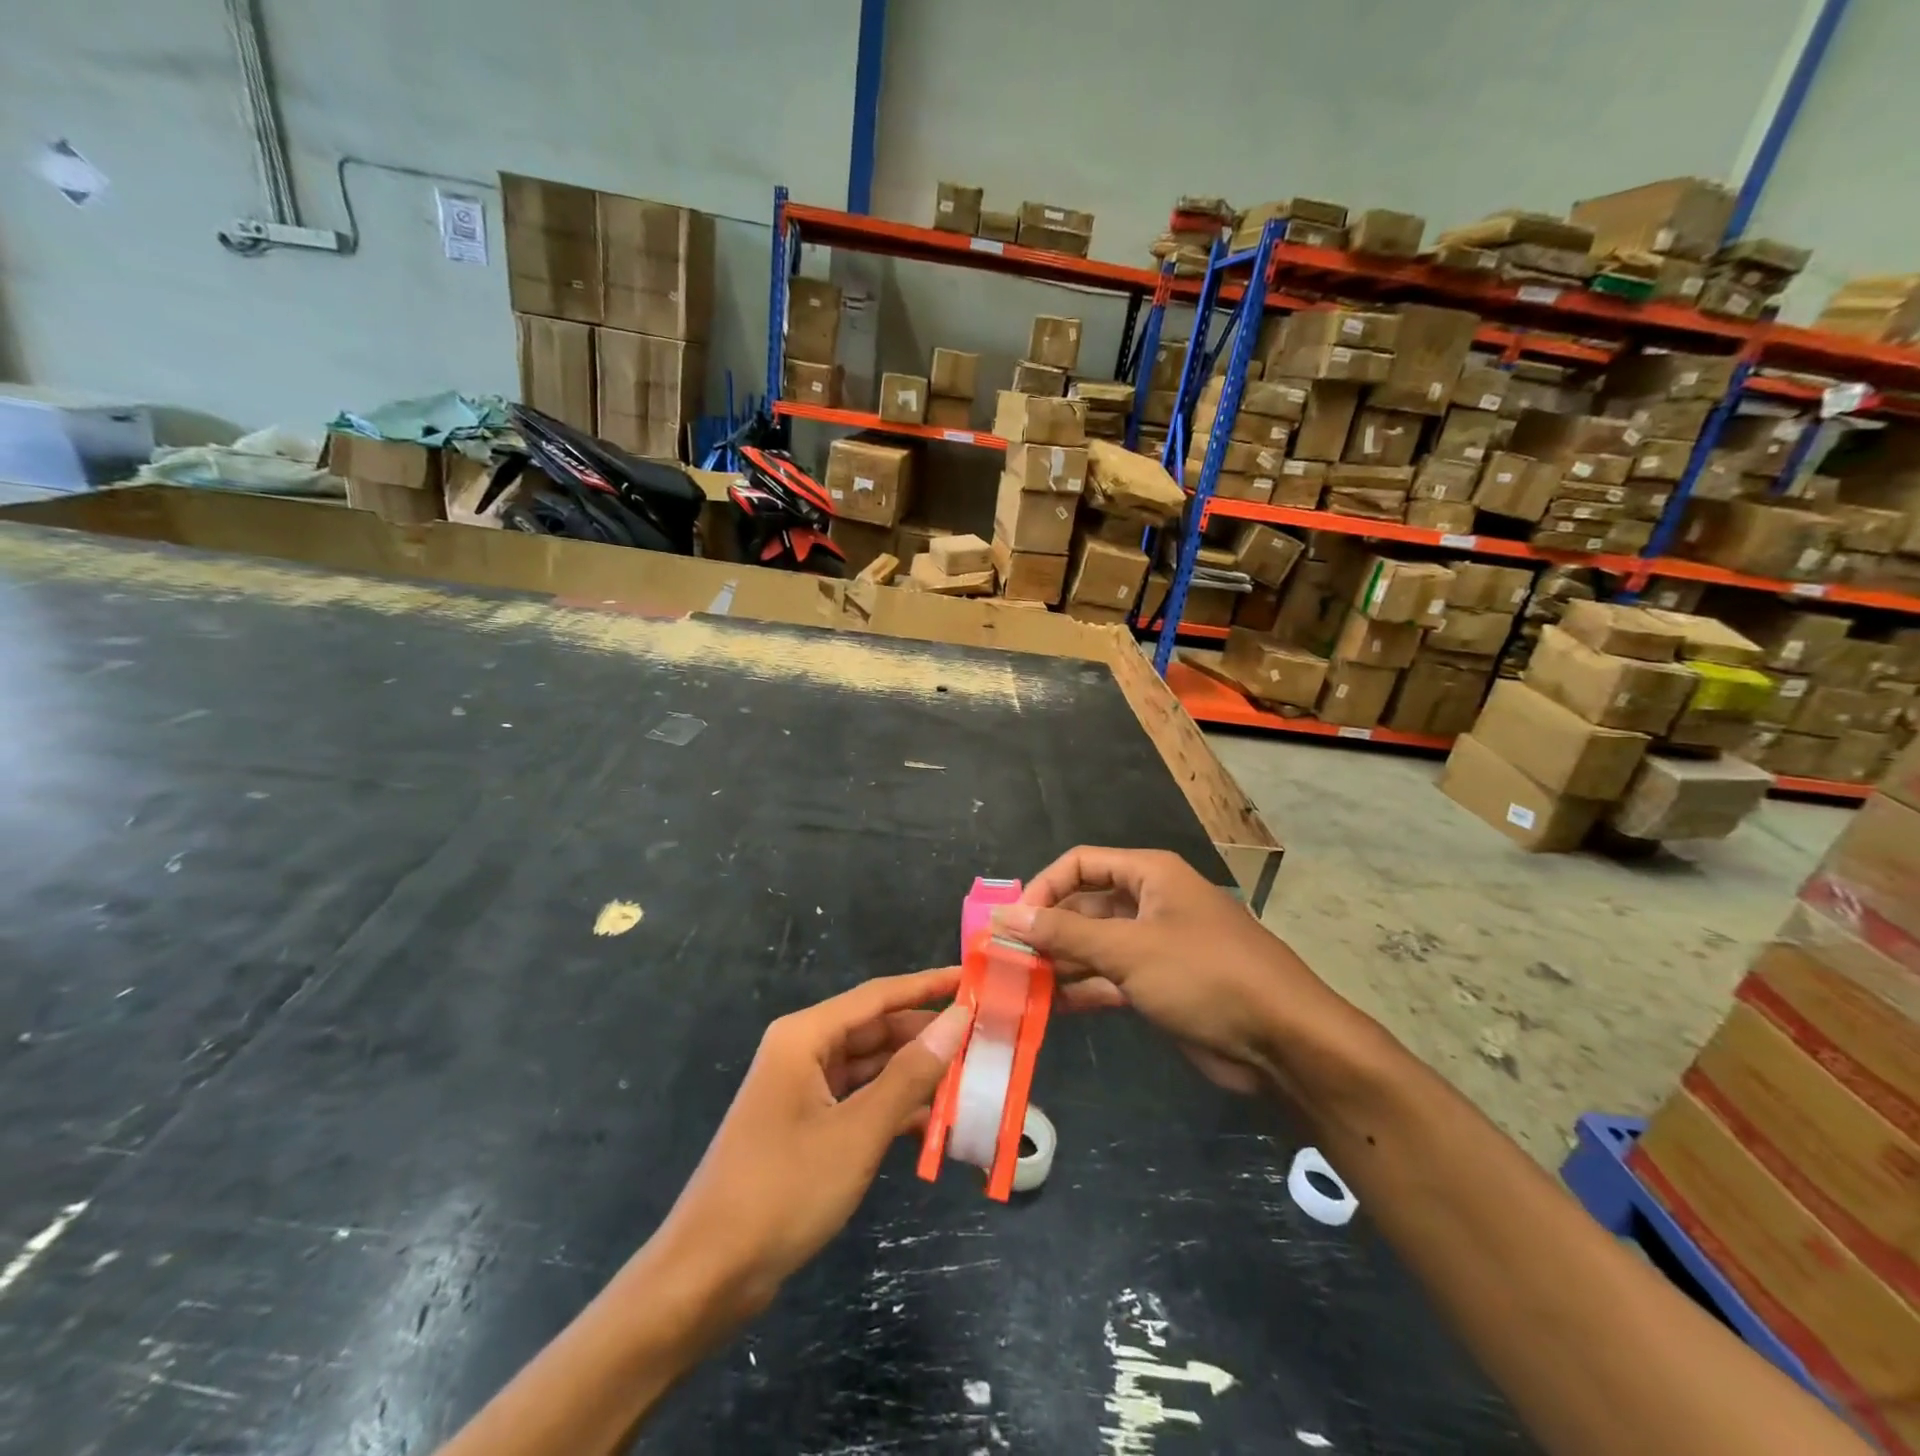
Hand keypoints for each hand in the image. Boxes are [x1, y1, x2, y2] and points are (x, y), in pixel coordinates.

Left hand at [651, 968, 971, 1334]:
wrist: (707, 1276)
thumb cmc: (782, 1190)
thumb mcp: (857, 1132)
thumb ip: (910, 1075)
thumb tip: (957, 1020)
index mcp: (805, 1036)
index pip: (878, 996)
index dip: (928, 986)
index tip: (974, 980)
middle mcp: (804, 1052)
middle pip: (876, 1031)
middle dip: (927, 1036)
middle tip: (984, 1040)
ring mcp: (803, 1091)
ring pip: (871, 1069)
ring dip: (916, 1077)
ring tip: (971, 1080)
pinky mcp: (807, 1128)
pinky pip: (860, 1102)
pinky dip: (894, 1110)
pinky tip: (935, 1125)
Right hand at [995, 847, 1366, 1097]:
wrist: (1283, 1041)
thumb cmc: (1204, 974)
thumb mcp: (1128, 947)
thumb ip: (1064, 931)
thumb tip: (1005, 914)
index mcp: (1149, 875)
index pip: (1081, 864)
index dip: (1044, 887)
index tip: (1013, 922)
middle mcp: (1150, 902)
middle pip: (1084, 905)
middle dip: (1047, 930)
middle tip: (1006, 959)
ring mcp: (1155, 946)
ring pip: (1094, 945)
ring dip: (1060, 963)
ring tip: (1018, 986)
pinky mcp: (1160, 985)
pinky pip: (1110, 978)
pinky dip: (1082, 990)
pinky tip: (1049, 1008)